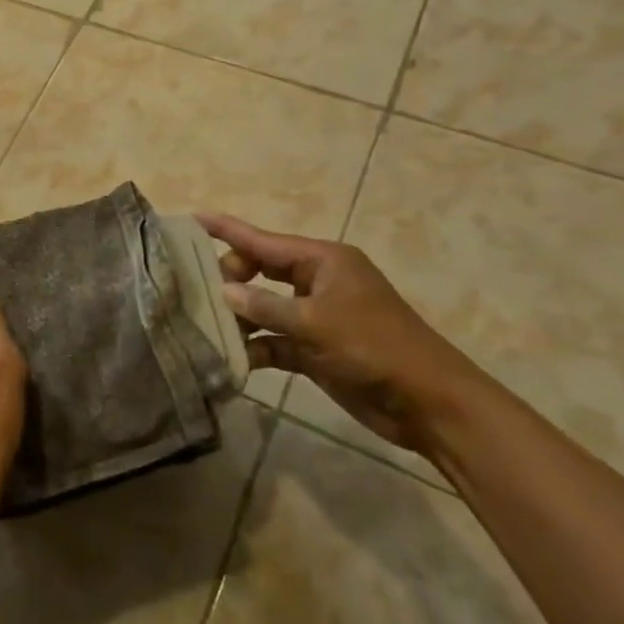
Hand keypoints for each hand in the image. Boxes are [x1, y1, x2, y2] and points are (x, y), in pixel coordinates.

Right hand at [196, 214, 488, 456]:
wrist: (430, 405)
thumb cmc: (375, 348)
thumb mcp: (316, 324)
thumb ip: (265, 307)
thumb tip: (224, 292)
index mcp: (323, 261)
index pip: (263, 241)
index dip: (227, 230)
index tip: (193, 219)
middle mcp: (316, 283)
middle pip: (259, 271)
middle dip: (230, 280)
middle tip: (199, 295)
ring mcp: (315, 317)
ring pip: (264, 308)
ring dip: (239, 318)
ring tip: (202, 325)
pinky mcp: (315, 350)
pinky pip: (274, 340)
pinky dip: (255, 347)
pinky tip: (231, 358)